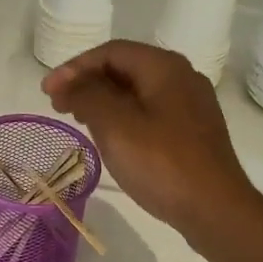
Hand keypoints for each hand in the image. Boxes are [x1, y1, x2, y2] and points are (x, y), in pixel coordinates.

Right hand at [41, 40, 259, 235]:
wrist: (216, 209)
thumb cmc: (162, 163)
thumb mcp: (115, 125)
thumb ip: (87, 95)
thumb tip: (71, 83)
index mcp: (164, 67)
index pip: (110, 52)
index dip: (73, 67)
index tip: (47, 91)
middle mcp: (182, 77)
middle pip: (125, 68)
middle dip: (87, 82)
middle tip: (58, 105)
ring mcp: (191, 105)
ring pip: (137, 91)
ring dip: (103, 100)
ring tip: (78, 119)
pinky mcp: (194, 131)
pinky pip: (151, 112)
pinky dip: (123, 116)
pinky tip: (111, 137)